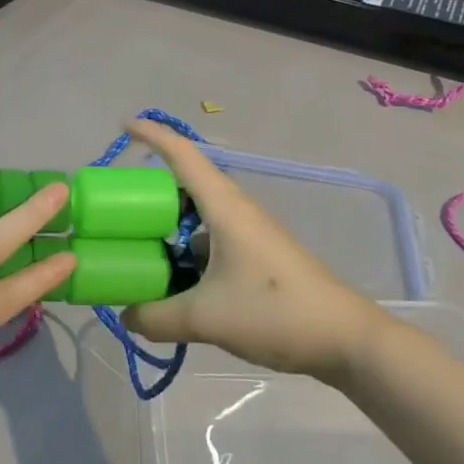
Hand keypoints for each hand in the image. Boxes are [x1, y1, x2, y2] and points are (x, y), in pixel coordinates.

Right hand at [121, 120, 376, 379]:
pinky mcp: (257, 256)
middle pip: (185, 184)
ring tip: (137, 248)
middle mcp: (235, 210)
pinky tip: (174, 282)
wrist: (347, 338)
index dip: (151, 134)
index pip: (182, 154)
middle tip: (117, 207)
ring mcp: (248, 233)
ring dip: (168, 226)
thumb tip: (126, 314)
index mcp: (223, 206)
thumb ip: (158, 316)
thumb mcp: (207, 318)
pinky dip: (186, 251)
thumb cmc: (276, 312)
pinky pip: (210, 240)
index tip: (123, 125)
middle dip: (150, 190)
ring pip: (198, 216)